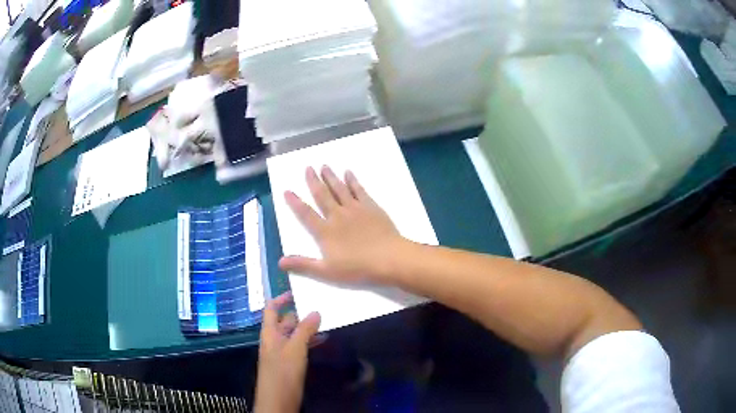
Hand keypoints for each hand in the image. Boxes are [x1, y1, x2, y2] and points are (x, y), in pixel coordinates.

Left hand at [255, 293, 320, 412]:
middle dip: (299, 313)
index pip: (271, 309)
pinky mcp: (288, 363)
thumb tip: (315, 311)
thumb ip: (304, 330)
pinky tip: (322, 339)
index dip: (281, 298)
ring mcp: (281, 352)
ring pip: (293, 334)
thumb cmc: (283, 372)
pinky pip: (298, 346)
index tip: (296, 291)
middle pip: (284, 320)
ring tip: (326, 320)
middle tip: (319, 305)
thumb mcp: (295, 349)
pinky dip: (308, 341)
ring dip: (306, 328)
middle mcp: (274, 339)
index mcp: (269, 333)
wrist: (278, 400)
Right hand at [279, 166, 407, 283]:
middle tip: (308, 167)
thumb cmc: (357, 268)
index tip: (287, 191)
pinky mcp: (371, 207)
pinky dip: (353, 180)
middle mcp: (337, 216)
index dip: (295, 203)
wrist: (388, 258)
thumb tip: (280, 262)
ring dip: (331, 177)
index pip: (306, 214)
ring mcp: (355, 209)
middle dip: (313, 181)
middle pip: (322, 195)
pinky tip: (349, 173)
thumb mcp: (327, 271)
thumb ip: (303, 265)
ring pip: (339, 189)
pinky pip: (359, 190)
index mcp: (325, 231)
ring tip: (324, 166)